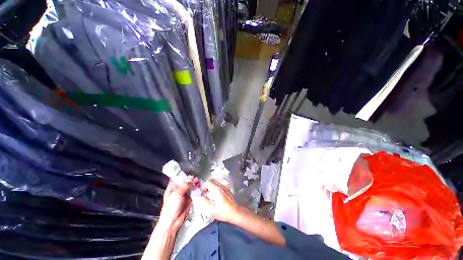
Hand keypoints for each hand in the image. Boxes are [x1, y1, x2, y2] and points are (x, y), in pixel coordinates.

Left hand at [159, 176, 198, 229]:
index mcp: (172, 188)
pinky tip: (199, 188)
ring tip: (197, 182)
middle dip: (191, 179)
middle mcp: (178, 190)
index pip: (178, 178)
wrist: (173, 221)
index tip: (188, 175)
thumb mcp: (177, 194)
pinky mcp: (189, 198)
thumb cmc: (170, 209)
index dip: (183, 176)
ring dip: (195, 184)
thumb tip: (191, 182)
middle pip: (186, 181)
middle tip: (194, 179)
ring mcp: (184, 194)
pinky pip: (194, 192)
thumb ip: (184, 186)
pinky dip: (197, 189)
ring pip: (190, 186)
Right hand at [199, 179, 239, 222]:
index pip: (208, 182)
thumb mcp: (212, 210)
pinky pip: (219, 185)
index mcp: (217, 190)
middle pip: (212, 180)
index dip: (203, 186)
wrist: (236, 212)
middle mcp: (221, 186)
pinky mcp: (227, 189)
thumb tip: (200, 197)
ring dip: (211, 185)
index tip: (202, 193)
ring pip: (216, 182)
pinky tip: (215, 195)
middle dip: (206, 185)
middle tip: (204, 192)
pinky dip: (215, 187)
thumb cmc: (224, 212)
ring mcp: (225, 187)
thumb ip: (205, 202)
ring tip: (209, 194)